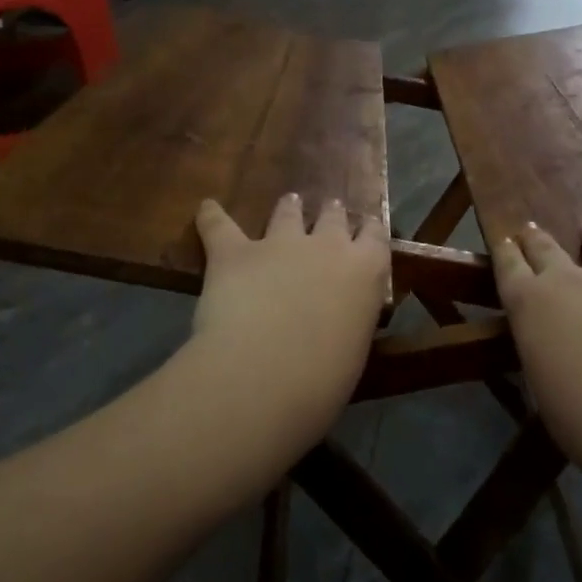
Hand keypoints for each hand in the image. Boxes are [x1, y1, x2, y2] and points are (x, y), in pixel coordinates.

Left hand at [179, 193, 388, 466]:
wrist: (265, 373)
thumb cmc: (323, 379)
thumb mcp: (353, 349)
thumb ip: (348, 321)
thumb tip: (338, 322)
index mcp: (365, 272)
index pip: (375, 236)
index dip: (369, 230)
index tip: (366, 228)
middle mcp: (327, 246)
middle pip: (332, 217)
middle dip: (330, 215)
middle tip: (329, 211)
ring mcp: (280, 244)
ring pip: (286, 213)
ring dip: (288, 208)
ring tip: (289, 202)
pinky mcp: (235, 252)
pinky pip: (219, 225)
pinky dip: (211, 216)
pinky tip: (206, 207)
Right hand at [493, 220, 581, 485]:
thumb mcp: (543, 390)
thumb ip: (544, 358)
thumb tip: (549, 353)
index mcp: (529, 305)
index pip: (508, 266)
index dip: (505, 251)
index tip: (504, 238)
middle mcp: (567, 280)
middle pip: (546, 248)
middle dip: (537, 238)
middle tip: (532, 228)